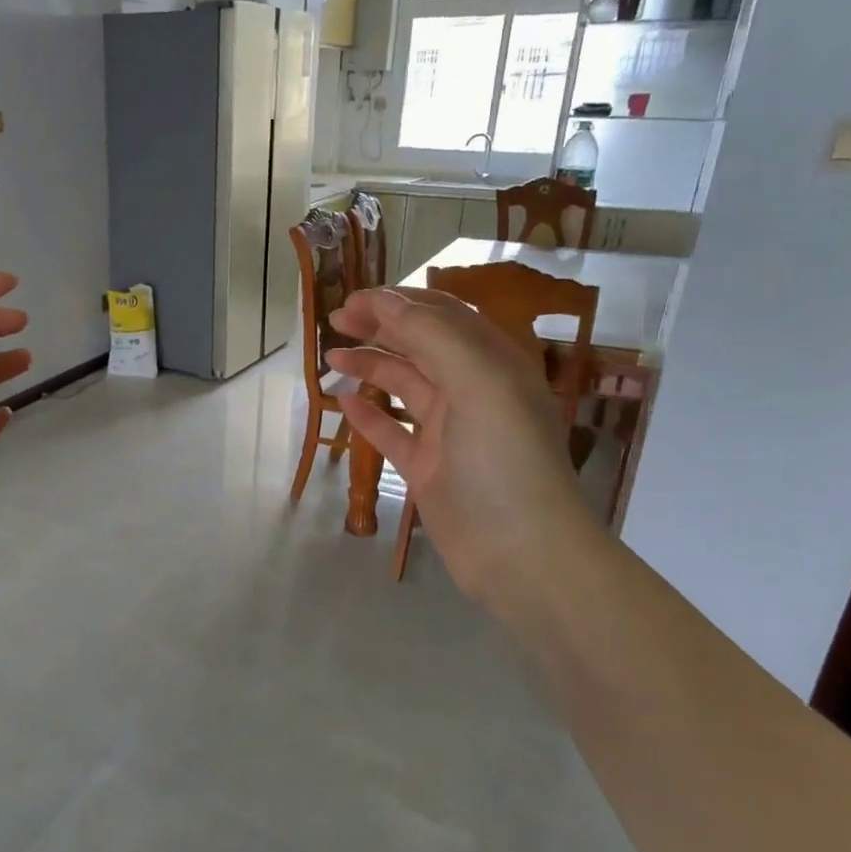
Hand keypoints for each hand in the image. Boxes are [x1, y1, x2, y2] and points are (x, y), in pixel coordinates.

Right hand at [325, 287, 603, 616]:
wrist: (520, 552)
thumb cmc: (503, 458)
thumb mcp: (477, 381)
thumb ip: (432, 336)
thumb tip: (384, 302)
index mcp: (492, 363)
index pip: (441, 317)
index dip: (397, 302)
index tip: (352, 300)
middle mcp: (472, 391)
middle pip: (420, 346)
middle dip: (379, 328)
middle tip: (335, 321)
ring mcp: (448, 432)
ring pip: (403, 386)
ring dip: (369, 366)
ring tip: (330, 358)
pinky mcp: (428, 468)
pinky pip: (392, 432)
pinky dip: (368, 415)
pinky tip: (342, 403)